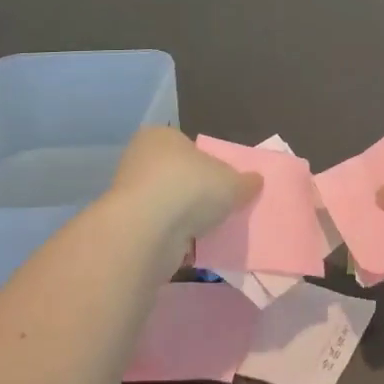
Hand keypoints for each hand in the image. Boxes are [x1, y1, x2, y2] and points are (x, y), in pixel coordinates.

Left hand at [105, 126, 260, 249]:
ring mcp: (129, 193)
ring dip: (183, 216)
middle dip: (195, 191)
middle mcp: (140, 158)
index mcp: (161, 136)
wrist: (147, 231)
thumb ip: (245, 181)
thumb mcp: (232, 182)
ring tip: (208, 230)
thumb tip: (256, 181)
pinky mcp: (126, 225)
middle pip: (176, 174)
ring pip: (166, 203)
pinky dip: (171, 236)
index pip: (187, 146)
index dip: (207, 163)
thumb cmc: (190, 188)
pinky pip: (157, 228)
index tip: (223, 183)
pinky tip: (190, 246)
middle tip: (218, 207)